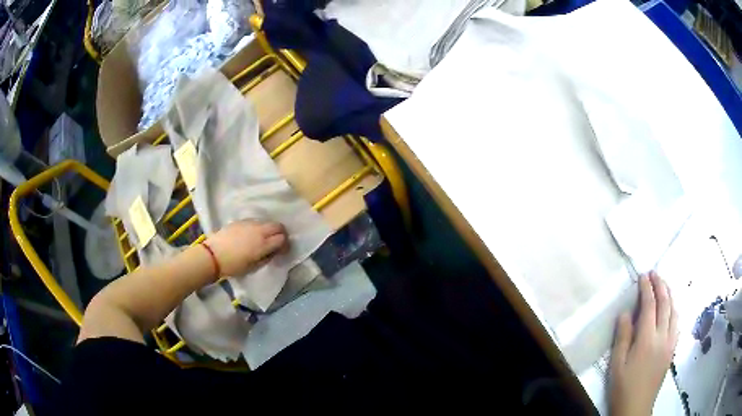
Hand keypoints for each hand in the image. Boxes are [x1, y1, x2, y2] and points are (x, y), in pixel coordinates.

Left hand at [205, 220, 288, 276]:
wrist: (212, 256)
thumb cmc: (233, 266)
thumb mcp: (253, 267)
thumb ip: (266, 258)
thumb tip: (273, 252)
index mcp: (263, 244)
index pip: (282, 238)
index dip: (285, 245)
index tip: (282, 251)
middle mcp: (259, 230)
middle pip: (277, 226)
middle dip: (281, 233)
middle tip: (278, 242)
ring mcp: (249, 223)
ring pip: (266, 222)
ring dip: (269, 229)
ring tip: (264, 238)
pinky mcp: (240, 221)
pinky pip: (255, 221)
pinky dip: (258, 227)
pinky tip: (252, 235)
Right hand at [609, 271, 677, 415]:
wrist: (636, 407)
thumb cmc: (623, 387)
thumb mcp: (616, 364)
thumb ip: (622, 337)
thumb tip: (626, 313)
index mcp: (647, 339)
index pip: (649, 306)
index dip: (647, 288)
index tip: (643, 275)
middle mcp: (663, 336)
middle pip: (665, 304)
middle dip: (660, 286)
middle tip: (654, 273)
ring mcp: (670, 342)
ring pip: (674, 311)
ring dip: (669, 295)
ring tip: (664, 285)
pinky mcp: (673, 349)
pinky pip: (677, 323)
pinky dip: (674, 310)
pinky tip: (671, 309)